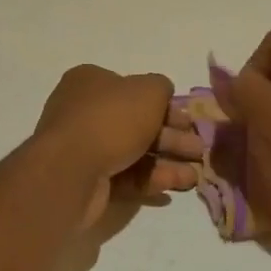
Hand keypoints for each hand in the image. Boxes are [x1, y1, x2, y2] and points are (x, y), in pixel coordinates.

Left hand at [35, 65, 202, 227]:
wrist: (72, 171)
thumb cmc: (111, 120)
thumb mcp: (148, 91)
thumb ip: (161, 87)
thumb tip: (163, 94)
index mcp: (91, 83)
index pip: (133, 90)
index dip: (164, 104)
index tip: (189, 120)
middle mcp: (84, 112)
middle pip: (137, 123)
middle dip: (172, 137)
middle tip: (198, 149)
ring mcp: (84, 148)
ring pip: (134, 152)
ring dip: (167, 162)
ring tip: (195, 175)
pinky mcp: (88, 181)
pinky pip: (125, 177)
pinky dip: (151, 180)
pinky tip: (176, 187)